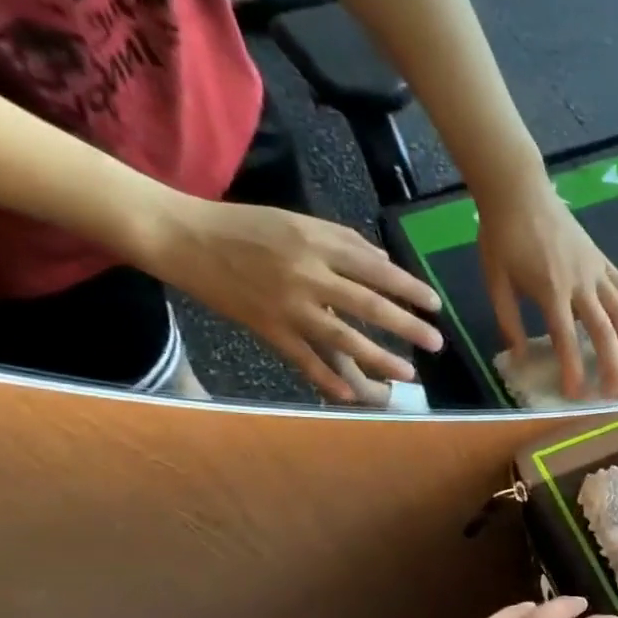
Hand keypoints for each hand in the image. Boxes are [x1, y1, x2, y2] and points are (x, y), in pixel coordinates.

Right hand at [135, 194, 444, 402]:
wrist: (180, 236)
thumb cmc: (244, 227)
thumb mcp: (298, 221)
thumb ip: (344, 241)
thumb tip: (386, 263)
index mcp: (317, 243)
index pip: (376, 270)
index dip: (409, 289)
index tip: (435, 305)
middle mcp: (307, 275)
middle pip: (369, 305)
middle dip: (408, 326)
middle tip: (437, 343)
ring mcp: (287, 305)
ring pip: (342, 337)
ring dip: (379, 358)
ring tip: (408, 372)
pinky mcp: (266, 328)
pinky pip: (303, 359)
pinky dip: (327, 379)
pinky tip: (351, 396)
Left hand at [477, 173, 617, 398]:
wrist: (519, 191)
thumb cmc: (502, 236)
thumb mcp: (494, 280)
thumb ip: (507, 320)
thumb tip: (520, 355)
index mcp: (550, 291)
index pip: (566, 339)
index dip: (574, 369)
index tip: (577, 394)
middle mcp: (580, 284)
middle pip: (604, 331)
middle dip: (612, 365)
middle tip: (614, 392)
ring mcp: (596, 271)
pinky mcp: (603, 261)